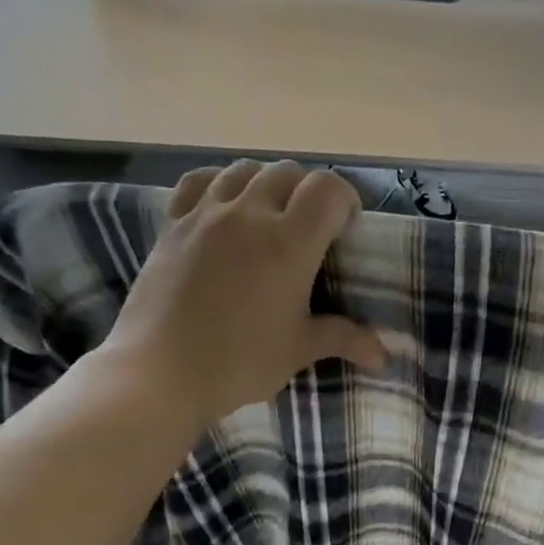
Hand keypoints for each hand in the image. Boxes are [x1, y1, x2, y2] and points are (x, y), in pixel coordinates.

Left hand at [95, 161, 385, 433]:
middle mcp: (249, 215)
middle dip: (308, 193)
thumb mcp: (298, 350)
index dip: (345, 200)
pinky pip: (200, 181)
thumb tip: (384, 355)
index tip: (346, 228)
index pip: (327, 189)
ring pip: (245, 170)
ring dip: (267, 184)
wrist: (159, 374)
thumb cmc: (238, 363)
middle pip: (289, 173)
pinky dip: (221, 183)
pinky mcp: (173, 224)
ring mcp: (205, 214)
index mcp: (288, 243)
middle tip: (311, 228)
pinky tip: (225, 206)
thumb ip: (344, 339)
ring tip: (269, 215)